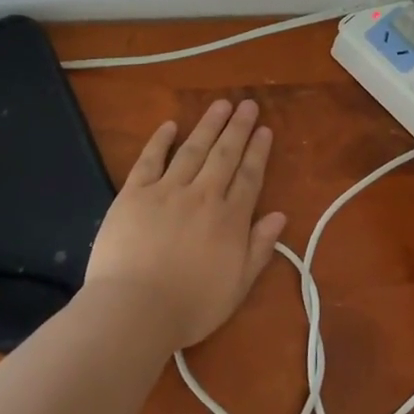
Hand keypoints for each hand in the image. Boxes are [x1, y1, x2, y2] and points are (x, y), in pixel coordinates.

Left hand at [84, 99, 287, 350]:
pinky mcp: (134, 193)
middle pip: (224, 155)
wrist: (134, 310)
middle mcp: (203, 196)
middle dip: (238, 128)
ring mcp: (167, 191)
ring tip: (220, 104)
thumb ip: (259, 249)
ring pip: (193, 150)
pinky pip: (150, 160)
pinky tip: (170, 125)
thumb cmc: (190, 306)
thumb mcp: (238, 286)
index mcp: (230, 219)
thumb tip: (278, 216)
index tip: (264, 129)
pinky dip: (160, 140)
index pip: (249, 176)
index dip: (258, 151)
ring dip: (208, 125)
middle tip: (247, 104)